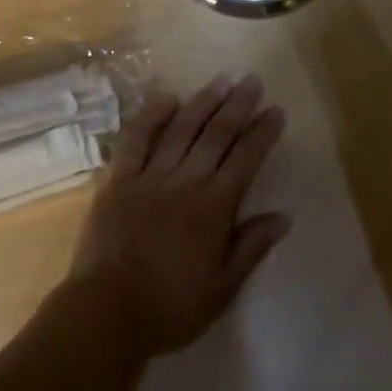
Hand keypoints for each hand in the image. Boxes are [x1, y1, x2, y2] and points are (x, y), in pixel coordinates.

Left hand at [67, 74, 288, 360]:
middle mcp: (185, 182)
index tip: (275, 110)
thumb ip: (251, 248)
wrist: (108, 310)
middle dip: (237, 106)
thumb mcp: (222, 289)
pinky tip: (167, 97)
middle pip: (216, 135)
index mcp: (213, 209)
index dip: (262, 133)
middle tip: (252, 80)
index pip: (244, 161)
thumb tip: (283, 217)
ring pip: (181, 129)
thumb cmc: (170, 308)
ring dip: (203, 102)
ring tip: (221, 80)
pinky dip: (151, 115)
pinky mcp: (119, 177)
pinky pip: (136, 138)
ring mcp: (149, 175)